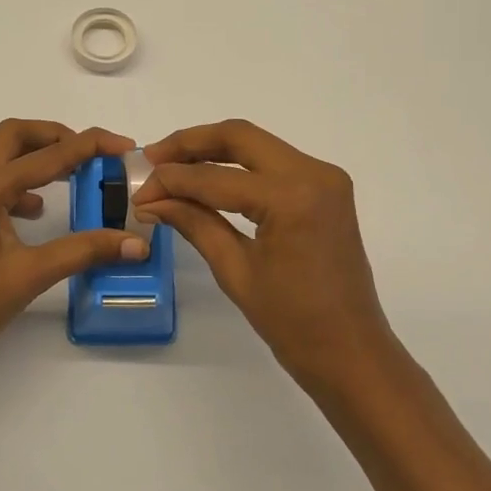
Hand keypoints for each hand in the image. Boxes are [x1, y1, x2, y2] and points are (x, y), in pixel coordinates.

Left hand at [0, 119, 146, 373]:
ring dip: (36, 157)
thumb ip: (83, 252)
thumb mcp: (30, 274)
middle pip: (15, 136)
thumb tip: (135, 244)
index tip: (124, 146)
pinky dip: (20, 184)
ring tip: (72, 177)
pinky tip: (36, 212)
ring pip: (1, 157)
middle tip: (90, 153)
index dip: (90, 145)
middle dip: (56, 135)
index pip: (48, 154)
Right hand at [131, 120, 394, 380]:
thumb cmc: (293, 324)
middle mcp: (313, 173)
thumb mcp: (235, 271)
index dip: (172, 180)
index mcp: (292, 197)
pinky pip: (274, 162)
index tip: (139, 189)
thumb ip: (194, 223)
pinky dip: (239, 165)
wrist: (352, 353)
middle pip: (240, 137)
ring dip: (213, 150)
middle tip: (152, 158)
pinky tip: (209, 177)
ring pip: (257, 144)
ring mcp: (325, 177)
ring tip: (172, 166)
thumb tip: (151, 200)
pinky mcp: (326, 188)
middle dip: (191, 143)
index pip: (216, 177)